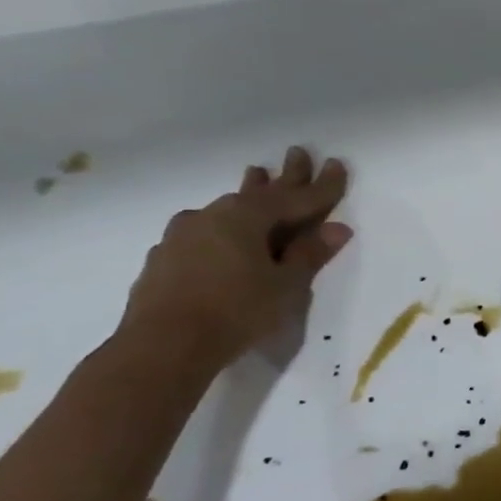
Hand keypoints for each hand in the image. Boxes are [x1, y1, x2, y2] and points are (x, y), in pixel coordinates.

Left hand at [120, 148, 352, 367]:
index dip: (322, 186)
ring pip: (228, 209)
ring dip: (248, 194)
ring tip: (256, 176)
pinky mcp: (166, 259)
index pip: (296, 197)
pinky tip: (221, 231)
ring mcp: (183, 236)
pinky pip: (206, 231)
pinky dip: (225, 225)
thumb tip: (336, 229)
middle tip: (299, 153)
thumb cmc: (237, 311)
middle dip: (285, 176)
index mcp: (246, 216)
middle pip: (259, 192)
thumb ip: (309, 254)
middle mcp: (212, 216)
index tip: (338, 165)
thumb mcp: (286, 285)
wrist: (162, 347)